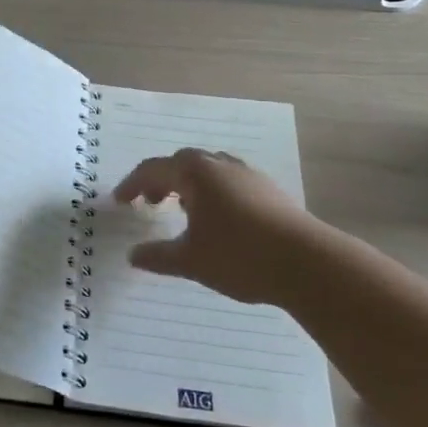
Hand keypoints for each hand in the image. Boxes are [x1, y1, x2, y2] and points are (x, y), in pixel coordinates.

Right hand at [112, 149, 314, 304]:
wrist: (308, 263)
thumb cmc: (240, 256)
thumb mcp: (191, 260)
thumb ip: (158, 256)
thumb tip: (133, 255)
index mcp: (194, 173)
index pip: (153, 169)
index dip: (132, 184)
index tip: (119, 201)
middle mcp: (218, 164)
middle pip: (180, 163)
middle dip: (161, 181)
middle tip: (149, 204)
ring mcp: (247, 174)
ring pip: (207, 170)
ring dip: (188, 185)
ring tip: (183, 209)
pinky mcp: (268, 189)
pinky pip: (228, 180)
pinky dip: (211, 192)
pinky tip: (218, 219)